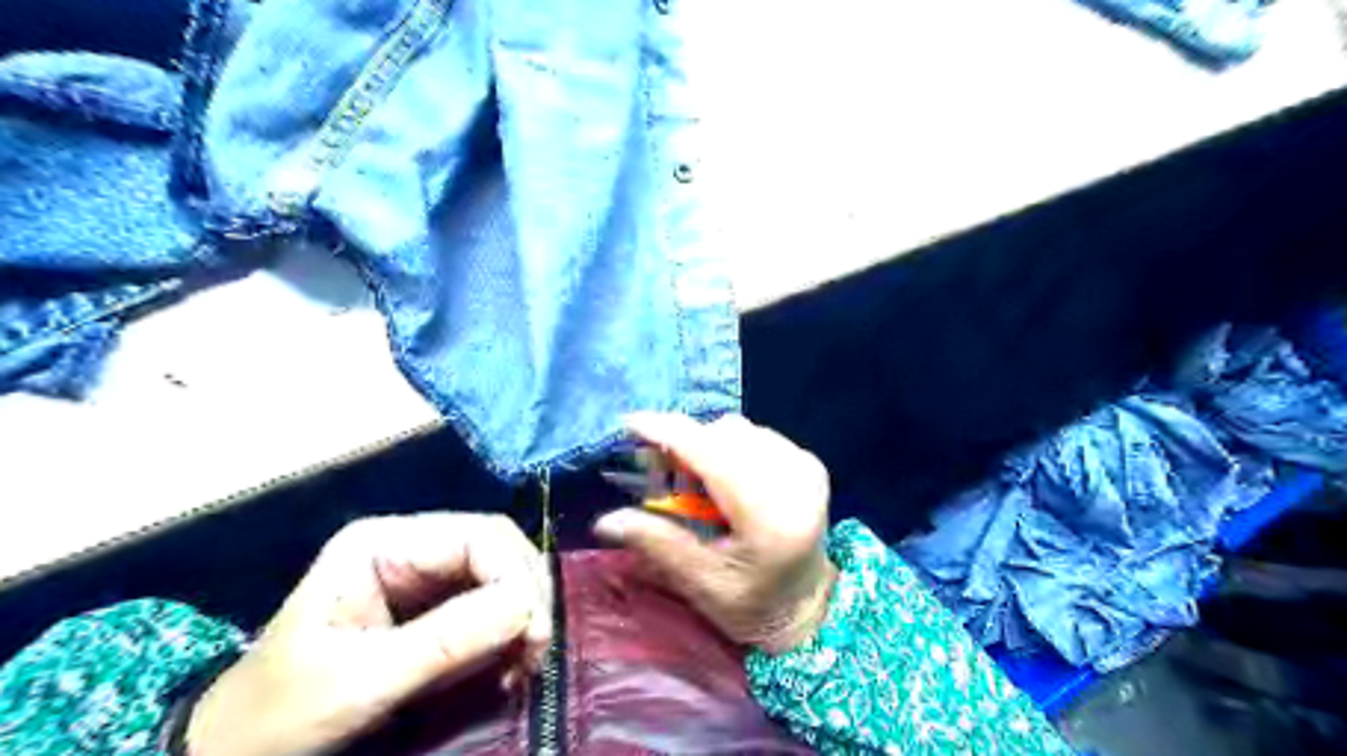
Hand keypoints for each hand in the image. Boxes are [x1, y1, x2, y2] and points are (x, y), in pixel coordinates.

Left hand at [183, 515, 551, 754]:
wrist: (238, 753)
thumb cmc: (280, 714)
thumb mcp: (360, 680)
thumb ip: (445, 640)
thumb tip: (526, 605)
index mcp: (383, 543)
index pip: (479, 535)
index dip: (516, 576)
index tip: (533, 632)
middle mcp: (411, 546)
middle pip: (498, 549)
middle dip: (525, 596)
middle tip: (534, 650)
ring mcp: (424, 576)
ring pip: (502, 575)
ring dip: (524, 615)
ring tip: (524, 662)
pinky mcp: (434, 608)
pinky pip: (492, 605)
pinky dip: (511, 632)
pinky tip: (510, 662)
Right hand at [592, 414, 838, 655]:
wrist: (806, 607)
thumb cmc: (751, 605)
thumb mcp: (700, 582)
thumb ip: (655, 542)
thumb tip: (604, 521)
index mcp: (770, 518)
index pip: (713, 456)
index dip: (668, 432)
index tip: (630, 422)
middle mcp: (795, 482)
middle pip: (724, 434)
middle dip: (684, 443)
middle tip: (658, 471)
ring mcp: (806, 468)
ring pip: (739, 430)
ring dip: (706, 445)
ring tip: (694, 483)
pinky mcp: (809, 463)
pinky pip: (756, 435)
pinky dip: (730, 448)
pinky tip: (724, 479)